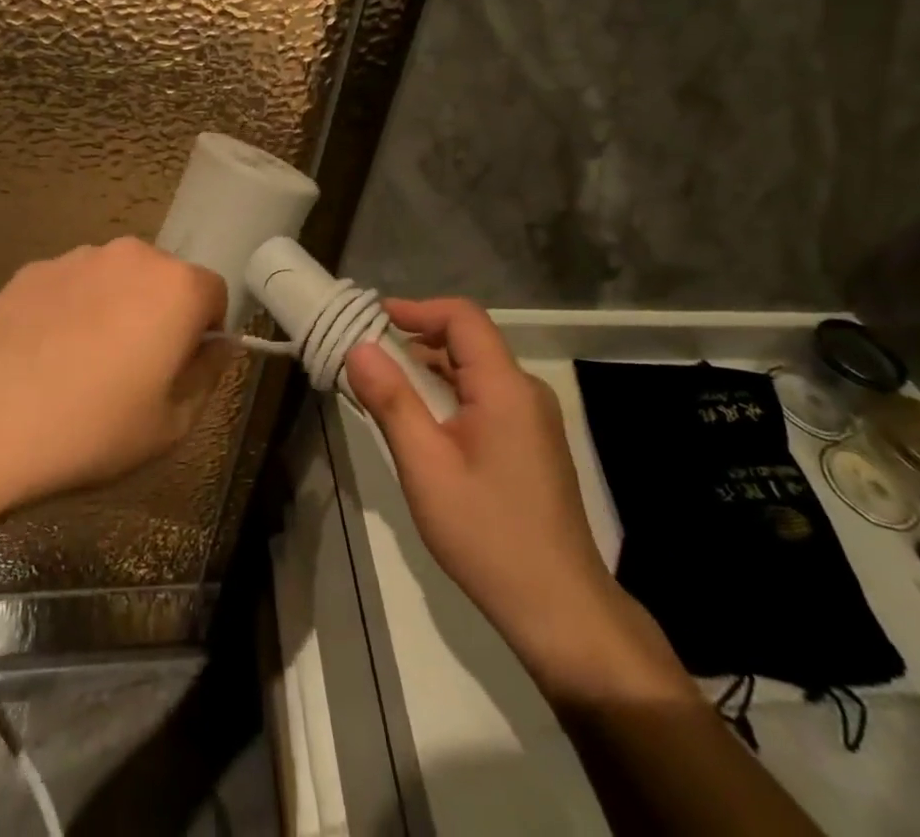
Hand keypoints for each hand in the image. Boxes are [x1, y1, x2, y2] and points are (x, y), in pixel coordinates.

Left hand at [0, 239, 228, 512]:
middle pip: (165, 280)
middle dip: (161, 316)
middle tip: (134, 371)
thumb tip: (216, 347)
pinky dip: (72, 310)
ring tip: (82, 365)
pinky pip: (72, 285)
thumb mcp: (170, 426)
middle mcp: (132, 256)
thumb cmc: (90, 429)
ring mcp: (77, 257)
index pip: (215, 294)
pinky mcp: (32, 269)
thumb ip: (207, 377)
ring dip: (116, 309)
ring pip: (117, 280)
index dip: (205, 333)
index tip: (180, 371)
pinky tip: (44, 356)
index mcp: (176, 287)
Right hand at [345, 299, 682, 698]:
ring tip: (386, 385)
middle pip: (470, 341)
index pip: (462, 317)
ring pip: (477, 371)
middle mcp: (526, 392)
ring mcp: (534, 419)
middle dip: (418, 338)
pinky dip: (450, 393)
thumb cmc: (487, 533)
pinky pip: (487, 398)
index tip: (374, 318)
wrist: (560, 610)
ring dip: (432, 368)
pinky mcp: (533, 444)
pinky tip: (423, 421)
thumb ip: (392, 401)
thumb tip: (359, 348)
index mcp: (505, 387)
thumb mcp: (426, 466)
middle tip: (369, 353)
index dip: (417, 309)